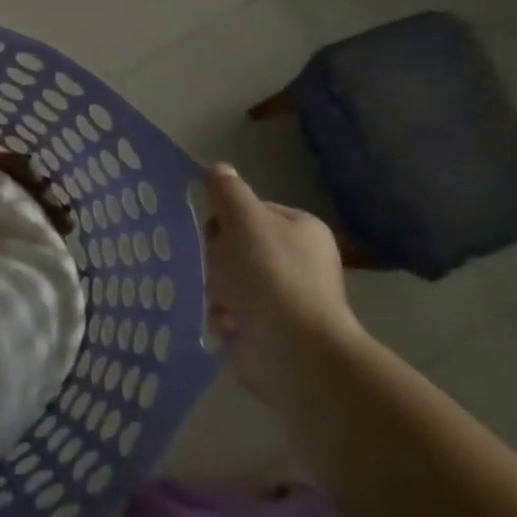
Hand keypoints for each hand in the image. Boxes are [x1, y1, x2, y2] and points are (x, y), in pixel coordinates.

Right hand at [204, 164, 363, 411]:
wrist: (291, 348)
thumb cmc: (268, 273)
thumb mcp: (241, 219)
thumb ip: (227, 191)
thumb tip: (219, 169)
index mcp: (302, 229)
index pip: (251, 212)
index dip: (226, 220)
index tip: (215, 234)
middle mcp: (301, 261)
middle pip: (238, 247)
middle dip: (219, 259)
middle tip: (216, 269)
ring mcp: (289, 298)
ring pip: (231, 281)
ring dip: (217, 290)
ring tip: (220, 302)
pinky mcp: (274, 331)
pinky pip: (234, 314)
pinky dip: (225, 319)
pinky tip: (226, 325)